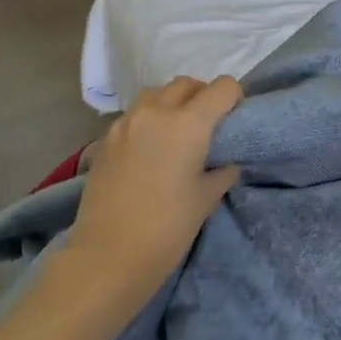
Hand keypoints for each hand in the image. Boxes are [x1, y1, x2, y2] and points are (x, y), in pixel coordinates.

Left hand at [60, 76, 242, 310]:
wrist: (109, 256)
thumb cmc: (168, 228)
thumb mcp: (207, 198)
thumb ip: (222, 171)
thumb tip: (225, 162)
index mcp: (188, 123)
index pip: (222, 87)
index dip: (235, 98)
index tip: (235, 119)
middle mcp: (156, 113)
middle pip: (186, 84)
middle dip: (203, 96)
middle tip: (209, 125)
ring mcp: (125, 123)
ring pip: (156, 95)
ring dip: (172, 103)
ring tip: (178, 133)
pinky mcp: (105, 140)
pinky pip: (134, 116)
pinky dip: (149, 121)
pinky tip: (151, 151)